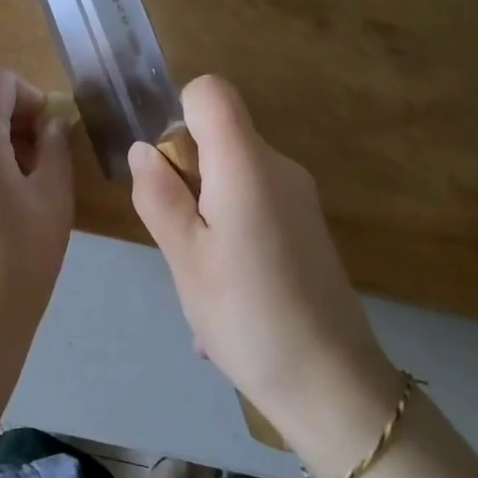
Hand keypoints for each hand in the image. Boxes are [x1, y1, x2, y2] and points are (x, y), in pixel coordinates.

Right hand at [129, 75, 399, 465]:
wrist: (333, 386)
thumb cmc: (247, 316)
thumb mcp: (184, 258)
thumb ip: (159, 195)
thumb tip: (144, 150)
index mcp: (247, 164)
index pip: (210, 91)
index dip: (180, 115)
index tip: (170, 171)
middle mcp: (278, 165)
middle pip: (219, 133)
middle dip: (186, 172)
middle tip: (182, 238)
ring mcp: (298, 194)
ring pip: (232, 171)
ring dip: (205, 206)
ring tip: (203, 272)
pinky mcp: (306, 222)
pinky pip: (253, 200)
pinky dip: (229, 224)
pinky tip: (229, 285)